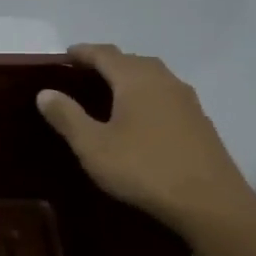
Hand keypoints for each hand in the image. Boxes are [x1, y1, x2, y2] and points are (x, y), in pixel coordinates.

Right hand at [37, 44, 255, 235]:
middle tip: (85, 74)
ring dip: (131, 78)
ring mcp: (187, 101)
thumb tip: (45, 92)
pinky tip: (141, 118)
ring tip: (111, 93)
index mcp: (136, 80)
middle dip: (108, 62)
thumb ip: (67, 116)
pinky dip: (148, 96)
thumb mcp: (93, 146)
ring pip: (153, 77)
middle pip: (132, 61)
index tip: (66, 54)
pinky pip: (166, 96)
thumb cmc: (144, 169)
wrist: (210, 203)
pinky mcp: (200, 122)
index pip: (105, 54)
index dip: (84, 52)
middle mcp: (164, 81)